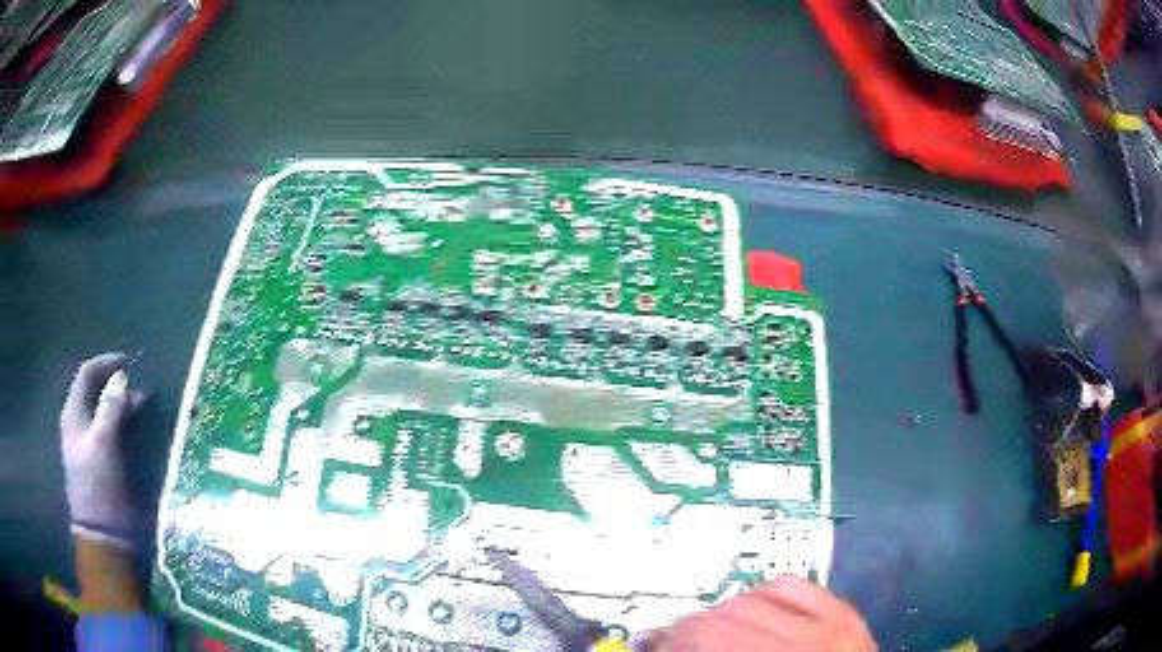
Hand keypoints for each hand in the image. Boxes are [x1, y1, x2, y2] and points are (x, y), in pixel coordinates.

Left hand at [60, 353, 142, 548]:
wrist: (106, 539)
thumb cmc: (100, 488)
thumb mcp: (104, 445)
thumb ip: (111, 408)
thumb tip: (122, 377)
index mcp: (74, 415)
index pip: (87, 374)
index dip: (107, 363)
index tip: (131, 363)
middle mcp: (79, 425)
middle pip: (97, 392)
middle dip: (118, 386)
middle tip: (142, 388)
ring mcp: (90, 446)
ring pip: (106, 413)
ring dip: (124, 407)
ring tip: (145, 408)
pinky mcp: (102, 464)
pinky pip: (113, 434)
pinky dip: (125, 426)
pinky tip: (139, 432)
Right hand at [652, 576, 875, 651]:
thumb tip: (665, 647)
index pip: (706, 641)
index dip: (670, 642)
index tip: (655, 647)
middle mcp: (799, 648)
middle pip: (721, 621)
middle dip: (687, 631)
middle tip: (677, 643)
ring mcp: (828, 627)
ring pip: (750, 600)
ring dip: (720, 613)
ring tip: (715, 629)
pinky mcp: (844, 613)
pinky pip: (792, 584)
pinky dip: (763, 592)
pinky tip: (755, 610)